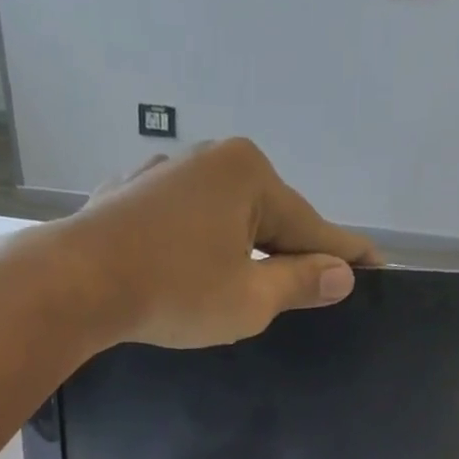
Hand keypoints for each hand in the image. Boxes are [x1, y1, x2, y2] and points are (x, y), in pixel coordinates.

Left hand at [64, 138, 379, 349]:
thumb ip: (298, 285)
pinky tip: (199, 271)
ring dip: (243, 252)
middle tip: (315, 288)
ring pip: (224, 219)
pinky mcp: (133, 197)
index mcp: (248, 175)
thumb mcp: (249, 300)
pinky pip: (187, 224)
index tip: (378, 267)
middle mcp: (210, 159)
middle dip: (290, 253)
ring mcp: (166, 174)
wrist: (80, 284)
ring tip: (256, 287)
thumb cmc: (175, 293)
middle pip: (267, 217)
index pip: (312, 225)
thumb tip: (342, 274)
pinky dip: (203, 249)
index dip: (345, 255)